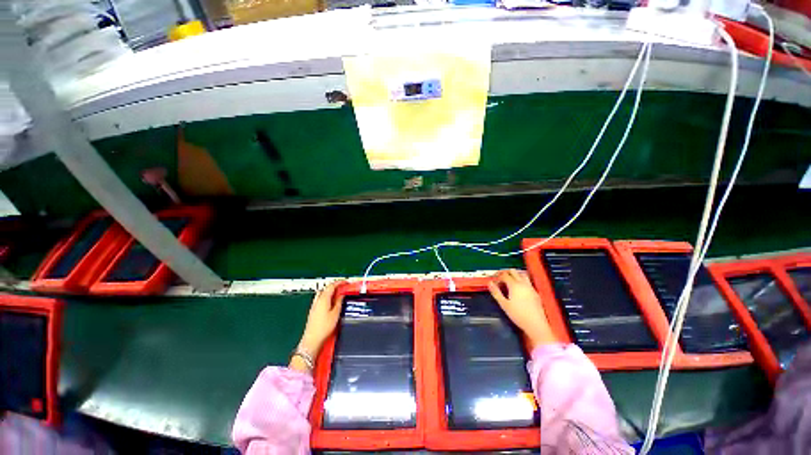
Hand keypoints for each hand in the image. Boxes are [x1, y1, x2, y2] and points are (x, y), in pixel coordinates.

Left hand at [297, 281, 342, 357]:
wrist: (312, 340)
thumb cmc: (323, 328)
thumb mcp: (336, 313)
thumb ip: (339, 302)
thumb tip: (341, 295)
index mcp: (323, 299)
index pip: (331, 285)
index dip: (339, 282)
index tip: (345, 282)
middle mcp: (317, 301)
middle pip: (326, 288)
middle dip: (334, 286)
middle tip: (342, 287)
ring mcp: (314, 306)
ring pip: (322, 293)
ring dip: (330, 291)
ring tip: (338, 294)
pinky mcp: (313, 311)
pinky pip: (320, 299)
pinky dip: (326, 297)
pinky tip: (331, 302)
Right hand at [488, 269, 556, 348]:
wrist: (536, 324)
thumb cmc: (518, 315)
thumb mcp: (504, 304)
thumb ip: (496, 292)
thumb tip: (490, 283)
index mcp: (514, 285)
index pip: (504, 275)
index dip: (497, 276)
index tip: (493, 280)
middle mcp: (523, 284)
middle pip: (513, 271)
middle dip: (505, 272)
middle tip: (499, 277)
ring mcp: (530, 287)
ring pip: (522, 274)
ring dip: (514, 274)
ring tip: (509, 280)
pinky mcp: (535, 292)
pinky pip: (527, 281)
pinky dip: (521, 280)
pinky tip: (518, 288)